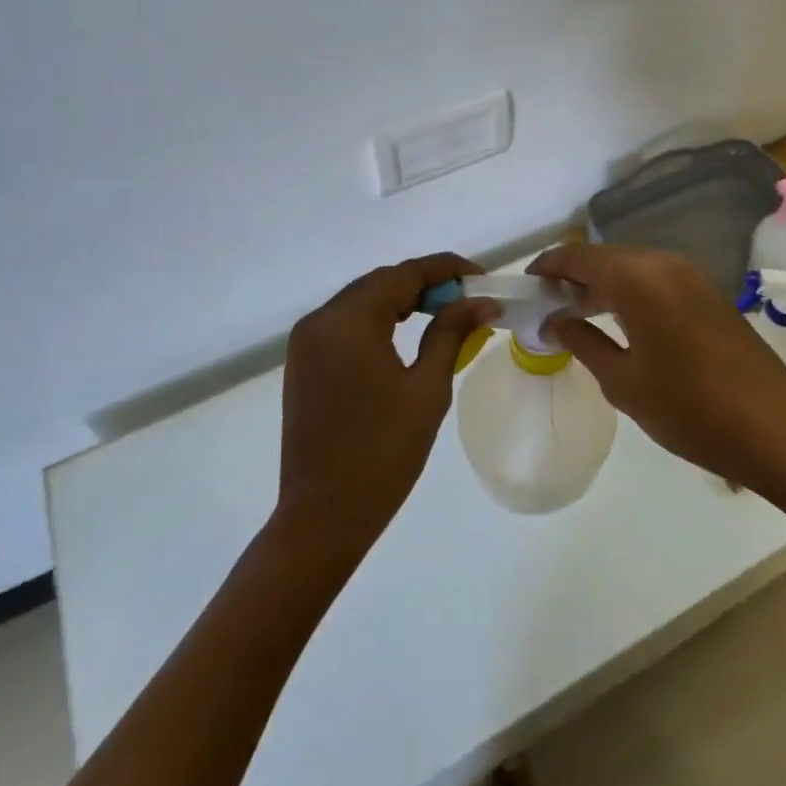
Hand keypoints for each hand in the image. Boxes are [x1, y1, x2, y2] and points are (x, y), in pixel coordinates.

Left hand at [276, 253, 497, 555]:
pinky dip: (378, 318)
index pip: (404, 274)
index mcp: (348, 321)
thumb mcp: (427, 389)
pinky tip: (405, 332)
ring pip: (362, 299)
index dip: (446, 269)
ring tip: (444, 312)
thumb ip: (451, 334)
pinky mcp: (303, 361)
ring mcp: (306, 340)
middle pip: (381, 282)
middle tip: (468, 298)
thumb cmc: (383, 454)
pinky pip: (345, 322)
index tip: (481, 276)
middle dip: (426, 283)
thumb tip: (481, 302)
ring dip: (402, 299)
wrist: (322, 517)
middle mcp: (320, 319)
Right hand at [529, 244, 785, 490]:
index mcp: (637, 278)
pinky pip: (655, 278)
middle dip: (573, 276)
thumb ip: (583, 342)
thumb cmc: (689, 409)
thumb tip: (554, 321)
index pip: (579, 258)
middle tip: (548, 305)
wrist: (775, 430)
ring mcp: (690, 275)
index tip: (526, 287)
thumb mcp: (623, 382)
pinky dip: (630, 290)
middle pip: (605, 257)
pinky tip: (619, 320)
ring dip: (602, 283)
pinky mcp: (708, 292)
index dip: (548, 268)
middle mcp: (663, 263)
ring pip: (631, 266)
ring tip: (578, 313)